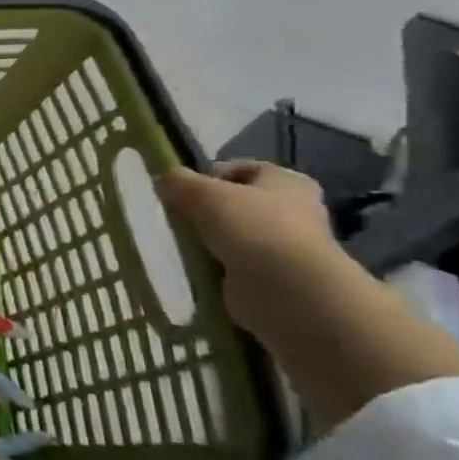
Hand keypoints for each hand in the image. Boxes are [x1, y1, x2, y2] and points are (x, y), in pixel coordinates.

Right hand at [156, 161, 336, 336]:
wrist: (288, 290)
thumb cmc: (253, 228)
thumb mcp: (203, 193)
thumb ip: (178, 181)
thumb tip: (164, 180)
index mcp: (288, 182)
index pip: (242, 169)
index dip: (209, 175)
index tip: (182, 191)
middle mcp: (294, 210)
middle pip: (236, 202)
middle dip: (205, 210)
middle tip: (177, 218)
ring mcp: (286, 245)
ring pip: (233, 233)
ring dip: (207, 238)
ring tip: (183, 244)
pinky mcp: (273, 274)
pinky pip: (233, 261)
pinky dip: (214, 263)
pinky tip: (197, 265)